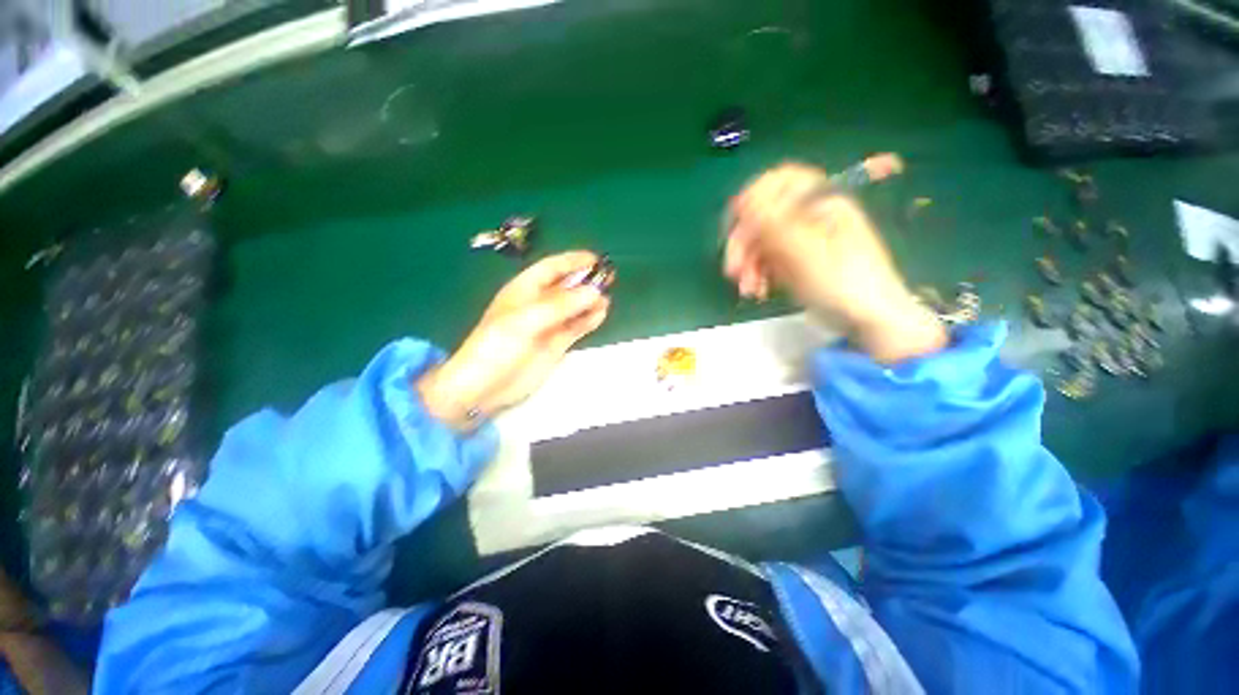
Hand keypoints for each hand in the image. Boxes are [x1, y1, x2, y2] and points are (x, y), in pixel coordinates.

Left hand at [417, 252, 610, 429]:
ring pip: (575, 307)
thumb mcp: (526, 319)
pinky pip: (577, 327)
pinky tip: (601, 315)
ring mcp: (549, 324)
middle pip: (566, 286)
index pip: (552, 268)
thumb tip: (594, 291)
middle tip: (609, 278)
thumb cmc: (498, 345)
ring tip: (607, 300)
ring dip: (590, 301)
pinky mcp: (556, 343)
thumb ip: (561, 304)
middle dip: (586, 281)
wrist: (485, 386)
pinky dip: (589, 320)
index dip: (573, 261)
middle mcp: (538, 303)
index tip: (596, 259)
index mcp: (524, 289)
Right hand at [724, 162, 946, 362]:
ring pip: (761, 242)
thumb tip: (743, 201)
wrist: (867, 320)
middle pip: (764, 216)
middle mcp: (808, 218)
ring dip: (748, 264)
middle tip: (732, 269)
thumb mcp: (807, 252)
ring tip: (746, 288)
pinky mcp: (795, 263)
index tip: (735, 219)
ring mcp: (801, 242)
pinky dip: (758, 275)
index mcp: (820, 203)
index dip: (755, 195)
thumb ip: (774, 224)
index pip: (782, 181)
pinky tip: (756, 291)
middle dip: (744, 243)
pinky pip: (767, 262)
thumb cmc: (843, 282)